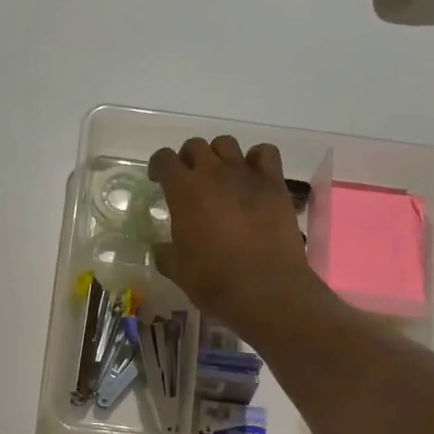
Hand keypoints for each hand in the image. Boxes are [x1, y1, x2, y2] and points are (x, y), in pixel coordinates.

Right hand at [149, 136, 322, 336]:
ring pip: (227, 144)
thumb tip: (160, 248)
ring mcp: (246, 175)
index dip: (158, 166)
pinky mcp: (274, 184)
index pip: (164, 159)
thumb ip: (165, 253)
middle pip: (196, 146)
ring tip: (221, 177)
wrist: (265, 289)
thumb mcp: (178, 270)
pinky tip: (253, 177)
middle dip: (188, 159)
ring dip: (219, 156)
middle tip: (189, 181)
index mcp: (184, 191)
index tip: (158, 179)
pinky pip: (265, 153)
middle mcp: (213, 173)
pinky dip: (256, 159)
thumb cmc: (214, 281)